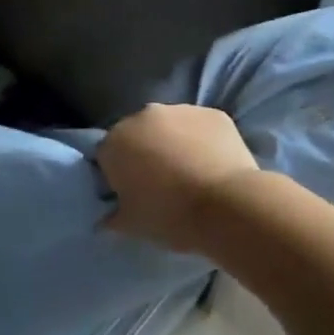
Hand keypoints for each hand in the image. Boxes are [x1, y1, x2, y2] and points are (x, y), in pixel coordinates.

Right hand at [98, 104, 261, 253]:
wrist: (228, 205)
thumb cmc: (170, 216)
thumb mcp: (131, 225)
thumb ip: (112, 214)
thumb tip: (109, 213)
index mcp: (116, 142)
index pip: (106, 155)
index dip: (116, 176)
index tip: (131, 194)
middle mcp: (144, 115)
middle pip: (137, 134)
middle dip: (144, 153)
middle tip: (161, 183)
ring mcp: (181, 109)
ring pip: (170, 126)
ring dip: (174, 143)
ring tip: (191, 174)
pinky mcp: (214, 113)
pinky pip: (201, 127)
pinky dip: (203, 141)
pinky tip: (213, 165)